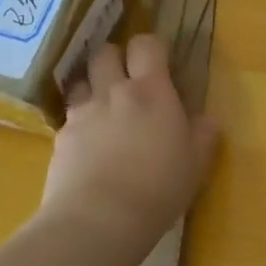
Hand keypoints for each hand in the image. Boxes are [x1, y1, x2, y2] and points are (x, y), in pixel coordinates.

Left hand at [41, 35, 218, 242]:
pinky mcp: (60, 138)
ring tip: (105, 108)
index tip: (161, 62)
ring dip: (93, 86)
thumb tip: (205, 118)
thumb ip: (203, 133)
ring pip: (82, 81)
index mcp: (152, 91)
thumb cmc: (159, 187)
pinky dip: (80, 121)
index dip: (152, 48)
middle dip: (117, 58)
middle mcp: (113, 92)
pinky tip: (89, 144)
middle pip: (106, 53)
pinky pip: (69, 117)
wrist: (99, 220)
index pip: (146, 45)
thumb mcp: (197, 163)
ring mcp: (82, 113)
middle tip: (130, 80)